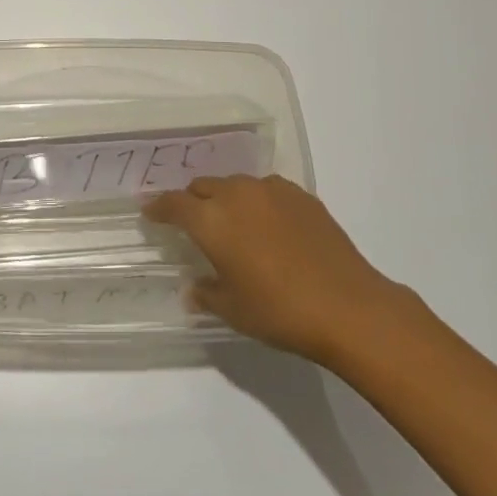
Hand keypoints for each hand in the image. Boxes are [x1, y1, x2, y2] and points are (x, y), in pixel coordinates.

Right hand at [144, 175, 408, 365]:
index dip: (159, 207)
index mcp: (211, 220)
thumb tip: (193, 287)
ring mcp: (270, 190)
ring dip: (226, 199)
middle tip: (193, 223)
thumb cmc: (279, 311)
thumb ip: (207, 293)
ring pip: (235, 185)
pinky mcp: (300, 194)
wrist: (346, 304)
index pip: (174, 204)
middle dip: (192, 201)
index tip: (150, 212)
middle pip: (203, 187)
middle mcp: (236, 194)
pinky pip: (266, 190)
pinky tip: (269, 226)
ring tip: (233, 223)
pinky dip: (257, 202)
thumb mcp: (233, 310)